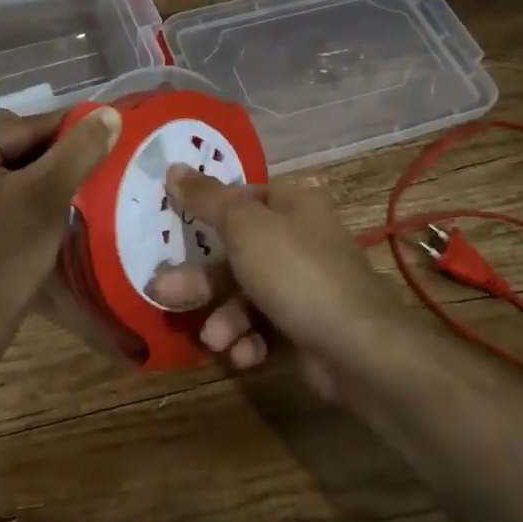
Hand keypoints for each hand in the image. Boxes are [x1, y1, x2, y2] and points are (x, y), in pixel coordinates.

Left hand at [0, 106, 121, 349]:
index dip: (73, 132)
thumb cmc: (2, 258)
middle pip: (17, 141)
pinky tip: (49, 208)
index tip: (112, 140)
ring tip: (76, 189)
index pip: (29, 125)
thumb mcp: (46, 198)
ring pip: (10, 165)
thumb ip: (79, 151)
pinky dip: (25, 191)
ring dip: (43, 173)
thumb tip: (110, 113)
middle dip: (56, 153)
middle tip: (92, 172)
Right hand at [147, 168, 404, 394]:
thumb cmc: (296, 273)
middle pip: (238, 252)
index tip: (178, 225)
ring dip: (224, 318)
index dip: (211, 210)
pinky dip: (250, 341)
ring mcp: (305, 286)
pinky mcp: (306, 327)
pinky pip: (266, 327)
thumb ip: (207, 199)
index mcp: (293, 205)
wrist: (357, 348)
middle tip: (164, 292)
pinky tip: (245, 355)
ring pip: (247, 294)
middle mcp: (301, 240)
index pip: (245, 196)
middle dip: (202, 278)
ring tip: (214, 340)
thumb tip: (173, 167)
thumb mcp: (244, 227)